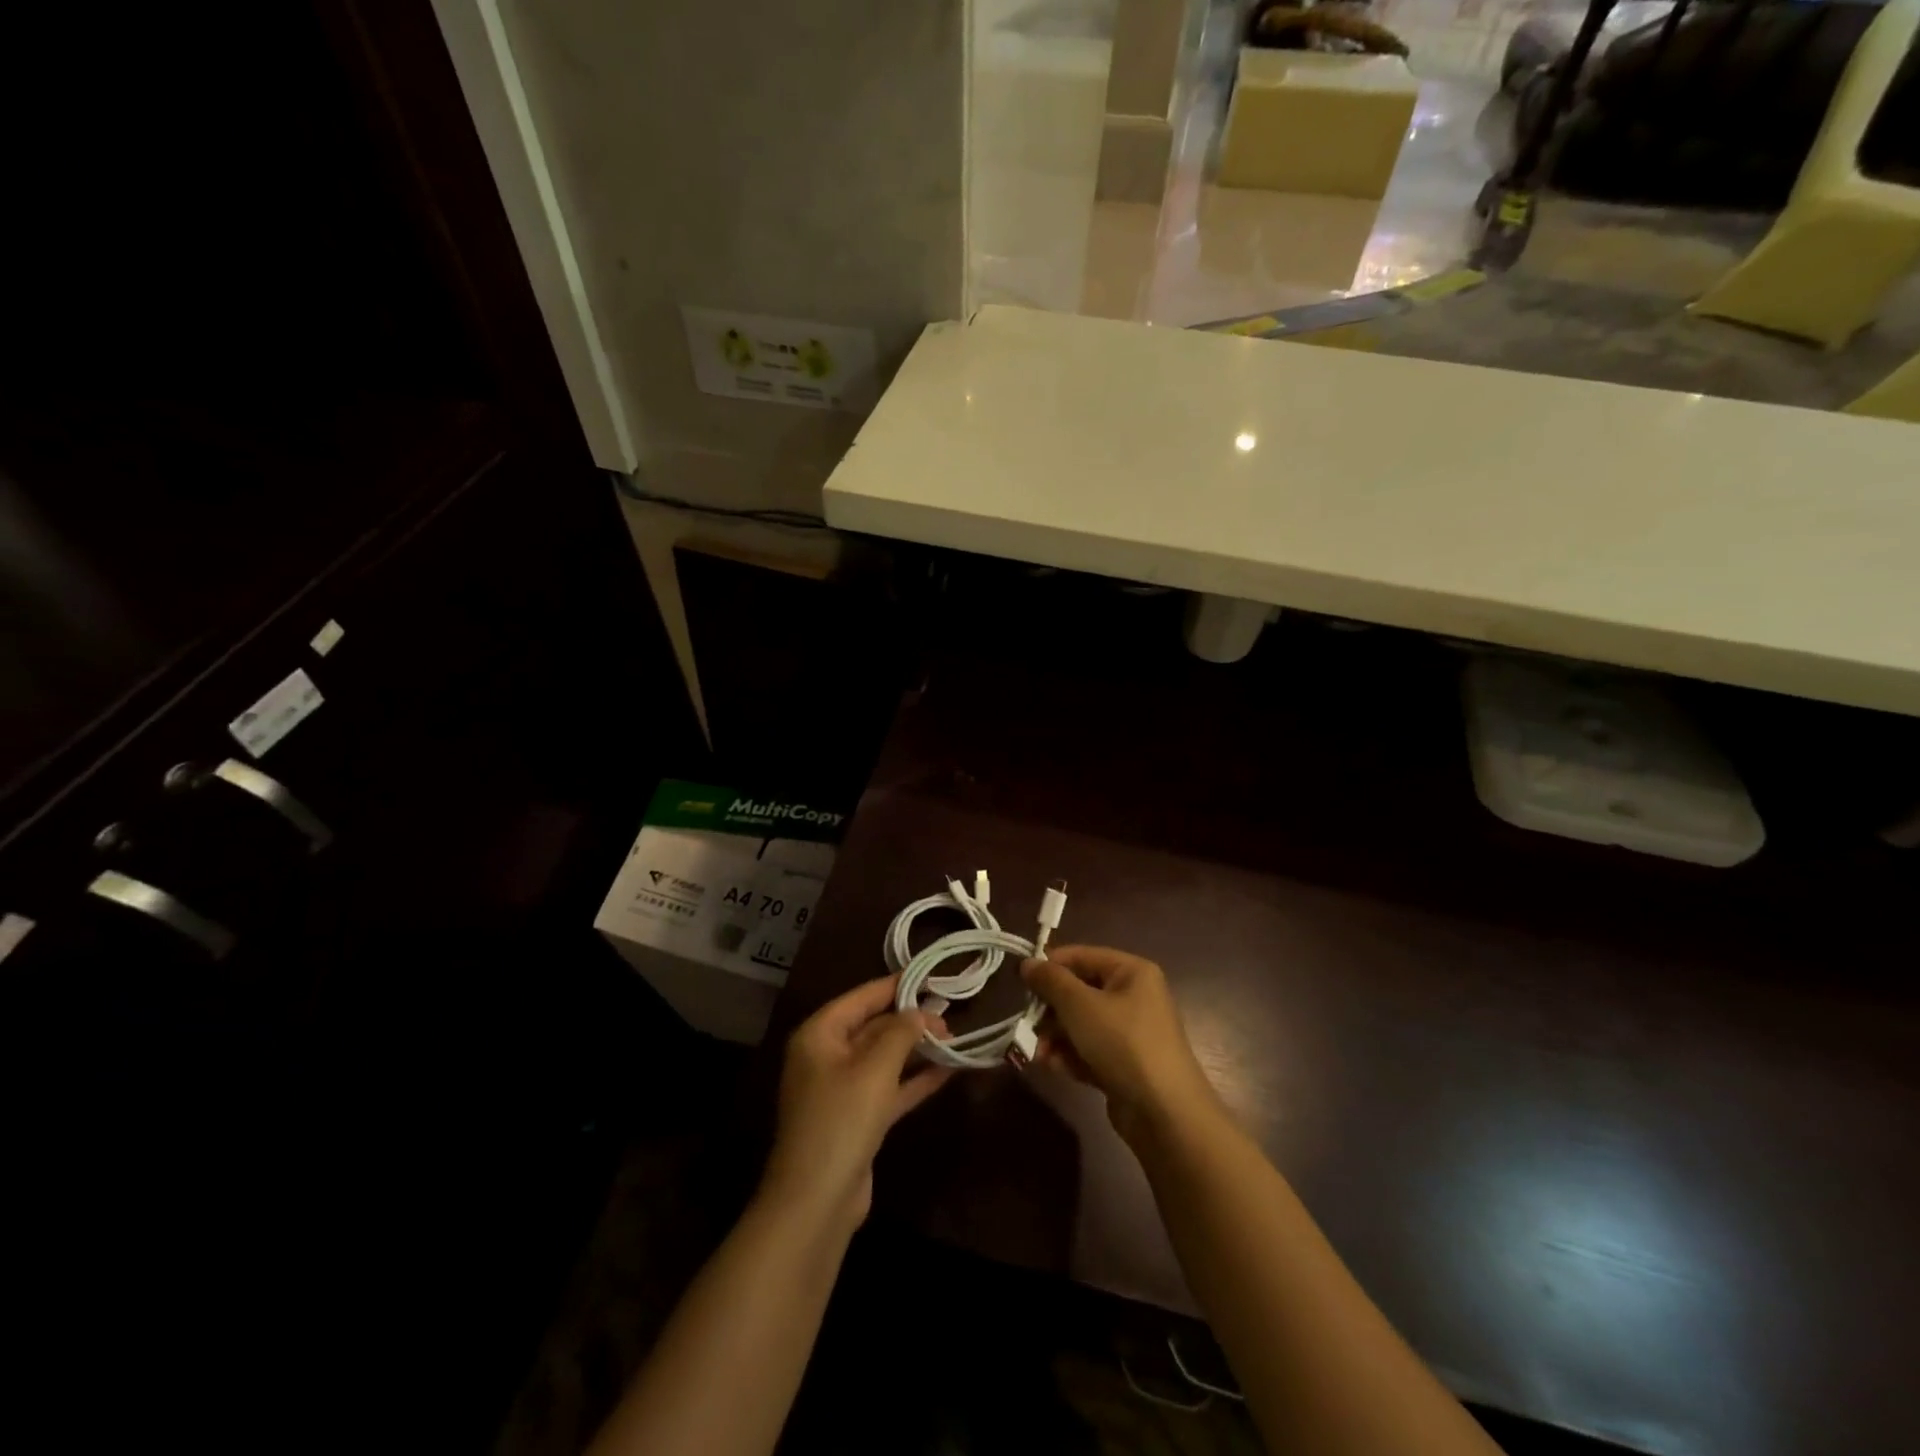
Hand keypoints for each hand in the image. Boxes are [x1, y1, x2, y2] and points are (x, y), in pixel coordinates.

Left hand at [761, 975, 952, 1231]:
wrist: (816, 1202)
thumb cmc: (841, 1120)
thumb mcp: (874, 1068)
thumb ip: (901, 1033)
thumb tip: (920, 1012)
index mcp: (820, 1034)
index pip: (862, 997)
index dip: (896, 985)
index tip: (931, 976)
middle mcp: (827, 1056)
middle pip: (874, 1027)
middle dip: (911, 1021)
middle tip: (951, 1015)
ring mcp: (842, 1089)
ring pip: (884, 1058)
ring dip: (917, 1050)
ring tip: (955, 1038)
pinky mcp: (858, 1119)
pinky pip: (890, 1088)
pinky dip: (915, 1079)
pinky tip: (948, 1071)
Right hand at [1021, 946, 1219, 1143]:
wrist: (1165, 1113)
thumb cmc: (1122, 1043)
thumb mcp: (1080, 1005)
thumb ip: (1050, 981)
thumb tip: (1027, 963)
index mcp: (1131, 972)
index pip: (1082, 956)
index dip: (1050, 966)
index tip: (1021, 981)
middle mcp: (1133, 997)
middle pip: (1079, 992)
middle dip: (1050, 1010)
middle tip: (1027, 1023)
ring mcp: (1130, 1033)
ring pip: (1081, 1024)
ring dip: (1055, 1037)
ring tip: (1037, 1053)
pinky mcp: (1124, 1065)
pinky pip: (1089, 1051)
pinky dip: (1070, 1057)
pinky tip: (1052, 1067)